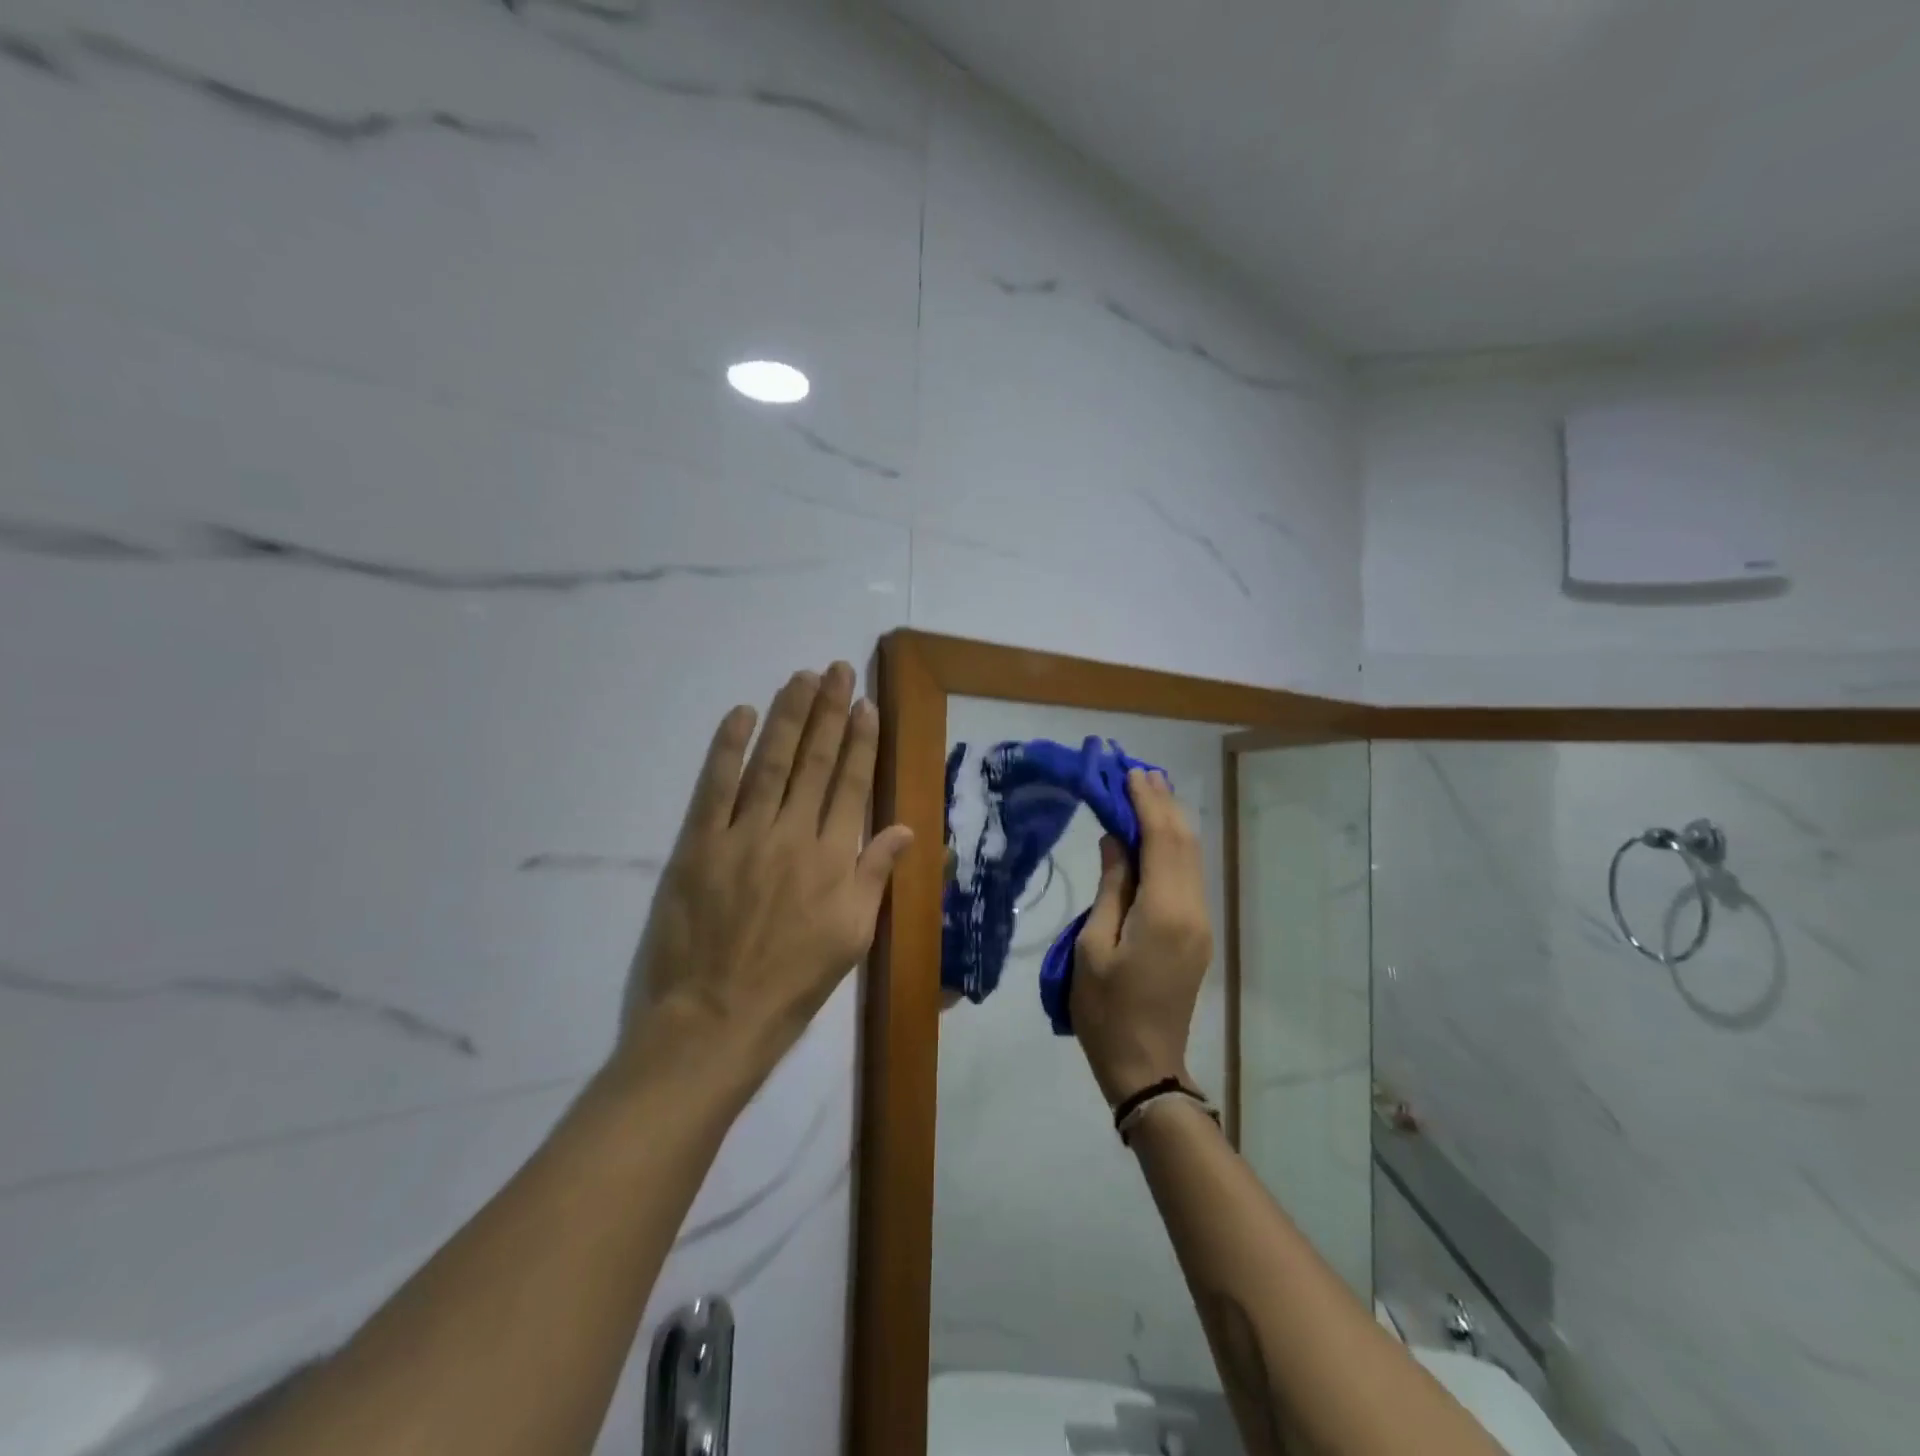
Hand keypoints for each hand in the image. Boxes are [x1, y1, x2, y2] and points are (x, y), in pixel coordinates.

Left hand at [614, 662, 912, 1097]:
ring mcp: (743, 835)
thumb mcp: (853, 936)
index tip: (867, 705)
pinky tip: (742, 714)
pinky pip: (715, 786)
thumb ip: (876, 875)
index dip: (861, 741)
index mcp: (833, 857)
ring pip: (771, 762)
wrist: (716, 1019)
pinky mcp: (699, 844)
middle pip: (815, 761)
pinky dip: (728, 748)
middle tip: (838, 670)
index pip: (852, 784)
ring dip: (788, 717)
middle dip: (829, 712)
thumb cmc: (793, 982)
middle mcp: (792, 834)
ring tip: (801, 678)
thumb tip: (906, 827)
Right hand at [1070, 769, 1213, 1106]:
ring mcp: (1200, 922)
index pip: (1162, 840)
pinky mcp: (1197, 933)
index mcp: (1164, 911)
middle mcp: (1192, 909)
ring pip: (1193, 857)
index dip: (1147, 803)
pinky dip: (1174, 847)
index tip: (1130, 773)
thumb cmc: (1104, 1008)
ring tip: (1149, 792)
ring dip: (1172, 822)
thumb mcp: (1092, 944)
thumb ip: (1111, 886)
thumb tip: (1116, 839)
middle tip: (1139, 773)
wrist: (1143, 1064)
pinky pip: (1189, 877)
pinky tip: (1157, 835)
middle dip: (1164, 804)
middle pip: (1185, 842)